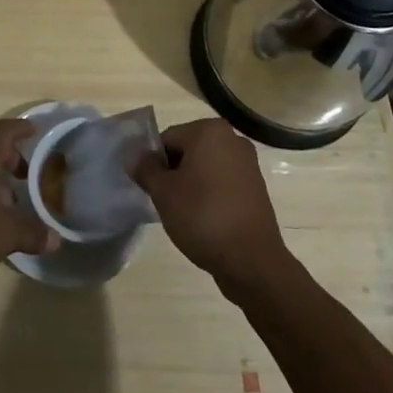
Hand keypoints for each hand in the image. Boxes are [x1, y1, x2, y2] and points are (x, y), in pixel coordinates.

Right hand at [133, 118, 288, 290]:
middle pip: (188, 151)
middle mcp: (232, 139)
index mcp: (209, 131)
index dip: (155, 164)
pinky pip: (223, 184)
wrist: (252, 262)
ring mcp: (248, 164)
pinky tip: (205, 220)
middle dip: (174, 173)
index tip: (153, 189)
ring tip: (186, 214)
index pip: (168, 139)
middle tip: (167, 202)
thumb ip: (145, 169)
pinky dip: (210, 196)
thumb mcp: (163, 192)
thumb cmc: (203, 217)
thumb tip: (135, 158)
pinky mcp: (256, 189)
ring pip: (205, 168)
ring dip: (192, 185)